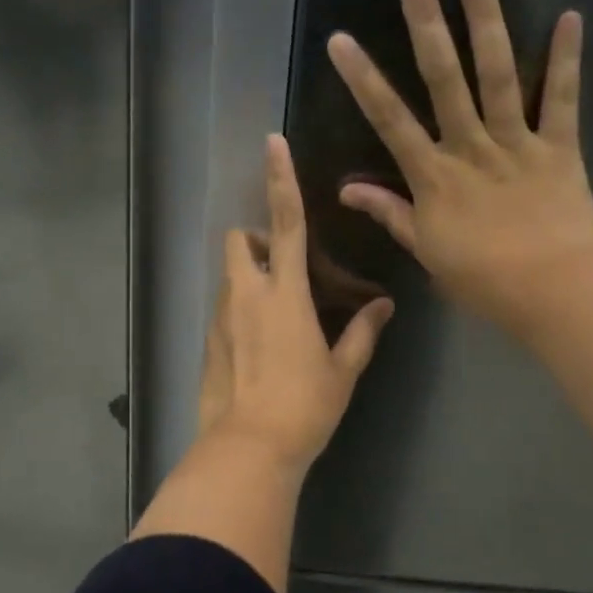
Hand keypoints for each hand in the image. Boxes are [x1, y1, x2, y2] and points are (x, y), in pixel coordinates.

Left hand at [198, 134, 395, 476]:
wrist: (248, 450)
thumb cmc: (304, 406)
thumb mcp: (342, 370)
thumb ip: (362, 333)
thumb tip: (383, 307)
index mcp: (285, 293)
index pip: (285, 222)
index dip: (280, 179)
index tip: (272, 142)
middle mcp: (247, 294)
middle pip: (238, 240)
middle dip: (256, 239)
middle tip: (283, 268)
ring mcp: (222, 318)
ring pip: (229, 276)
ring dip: (250, 277)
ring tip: (278, 315)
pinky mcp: (208, 341)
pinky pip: (224, 309)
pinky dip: (240, 310)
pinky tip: (260, 348)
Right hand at [325, 0, 592, 339]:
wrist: (554, 293)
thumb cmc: (482, 278)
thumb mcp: (425, 249)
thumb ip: (390, 212)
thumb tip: (346, 190)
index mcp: (433, 175)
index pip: (389, 119)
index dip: (363, 79)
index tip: (340, 41)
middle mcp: (470, 147)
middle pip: (444, 78)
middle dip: (426, 24)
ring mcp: (517, 142)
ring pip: (498, 74)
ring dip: (486, 21)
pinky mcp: (560, 147)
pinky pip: (562, 99)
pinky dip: (566, 59)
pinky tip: (569, 16)